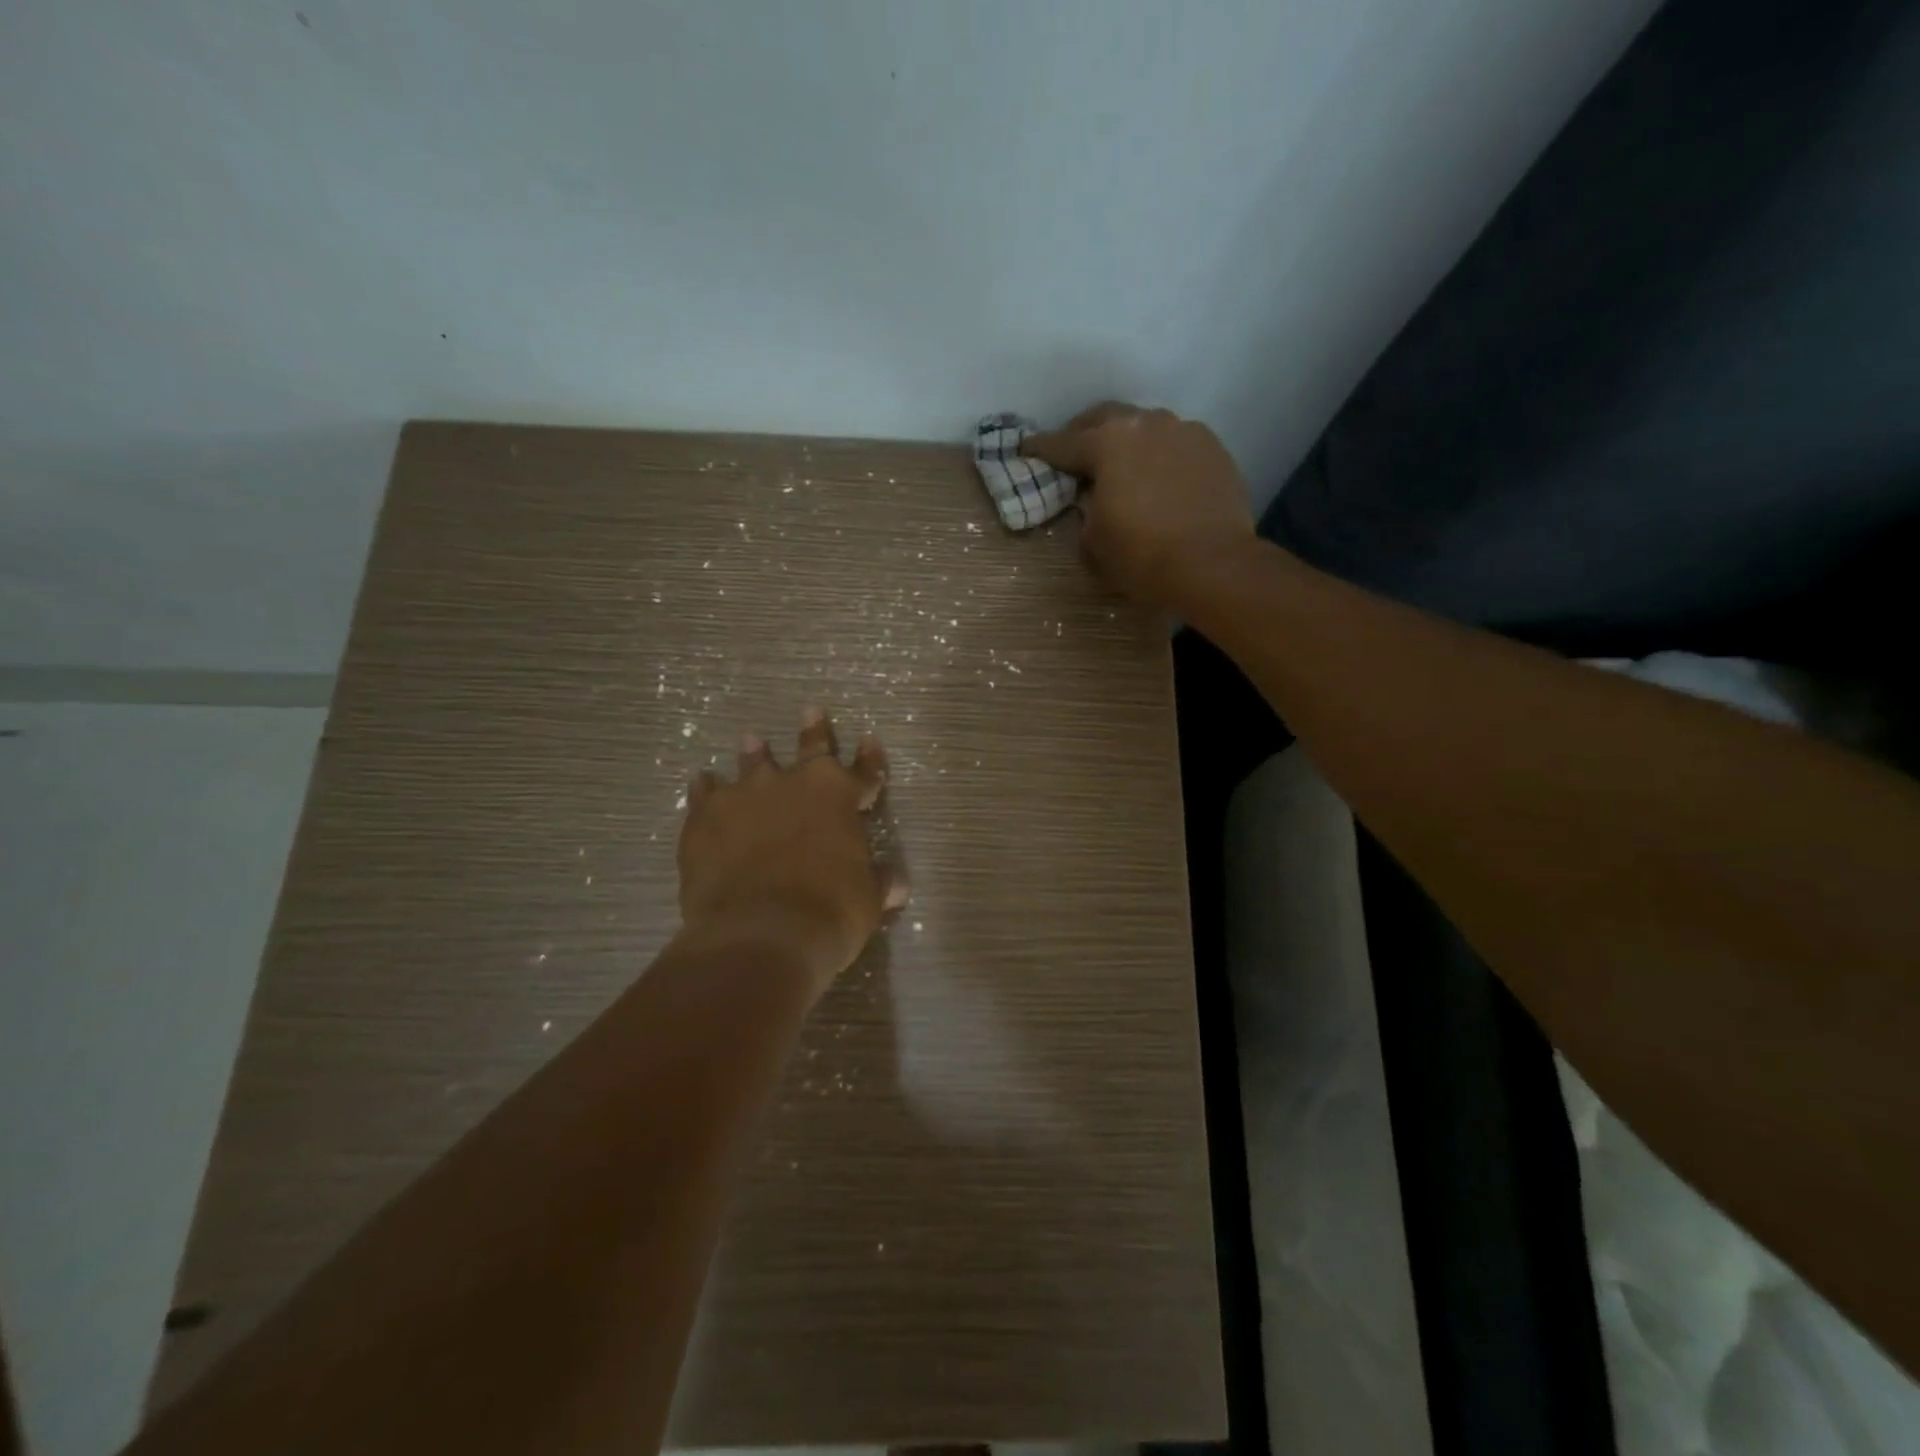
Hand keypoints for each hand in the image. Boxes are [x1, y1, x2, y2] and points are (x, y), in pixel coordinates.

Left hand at [676, 707, 906, 1001]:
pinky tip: (701, 783)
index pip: (863, 771)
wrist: (760, 932)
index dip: (870, 759)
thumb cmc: (829, 912)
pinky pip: (704, 795)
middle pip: (809, 750)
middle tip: (811, 710)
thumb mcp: (868, 900)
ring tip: (752, 739)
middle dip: (814, 731)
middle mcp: (793, 784)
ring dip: (755, 753)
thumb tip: (896, 884)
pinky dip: (705, 789)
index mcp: (838, 796)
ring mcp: (746, 796)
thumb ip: (879, 883)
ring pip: (752, 764)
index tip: (869, 740)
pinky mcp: (706, 818)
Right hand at [1022, 403, 1256, 611]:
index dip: (1040, 449)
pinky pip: (1176, 444)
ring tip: (1122, 465)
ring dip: (1127, 442)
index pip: (1062, 443)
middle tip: (1074, 453)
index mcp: (1107, 444)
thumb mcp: (1093, 545)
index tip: (1026, 448)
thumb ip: (1085, 515)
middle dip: (1084, 433)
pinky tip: (1160, 479)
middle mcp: (1146, 424)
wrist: (1213, 566)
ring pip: (1145, 426)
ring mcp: (1185, 432)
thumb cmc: (1142, 557)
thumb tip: (1093, 505)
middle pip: (1105, 418)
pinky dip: (1160, 456)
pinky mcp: (1213, 449)